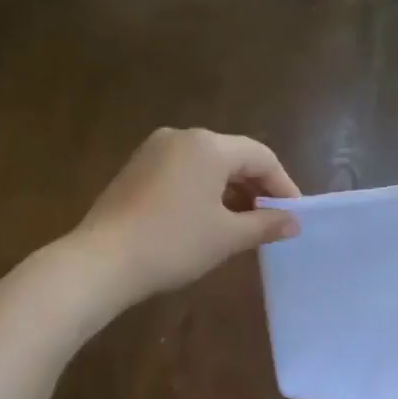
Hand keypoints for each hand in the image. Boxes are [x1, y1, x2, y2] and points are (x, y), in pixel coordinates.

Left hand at [77, 127, 300, 299]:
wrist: (103, 261)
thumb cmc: (174, 244)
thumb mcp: (227, 237)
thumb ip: (265, 224)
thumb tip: (293, 222)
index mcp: (208, 146)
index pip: (261, 156)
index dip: (283, 185)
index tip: (294, 214)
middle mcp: (181, 137)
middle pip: (233, 156)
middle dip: (256, 187)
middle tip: (272, 220)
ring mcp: (154, 151)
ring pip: (207, 165)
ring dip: (231, 190)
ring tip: (244, 224)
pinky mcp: (136, 168)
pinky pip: (183, 172)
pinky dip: (204, 191)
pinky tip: (208, 219)